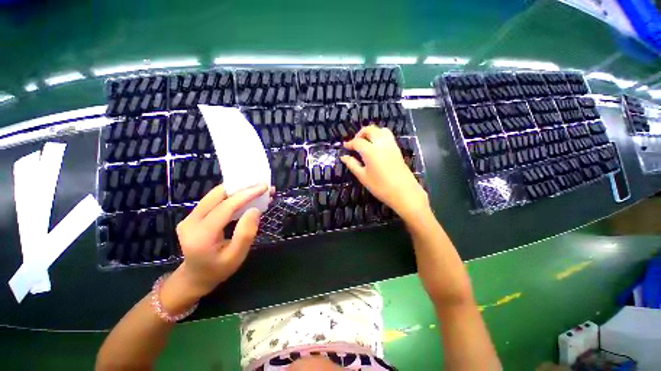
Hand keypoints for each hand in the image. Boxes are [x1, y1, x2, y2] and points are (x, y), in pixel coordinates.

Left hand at [163, 184, 269, 308]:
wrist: (195, 277)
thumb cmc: (219, 269)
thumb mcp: (237, 256)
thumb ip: (246, 233)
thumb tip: (255, 210)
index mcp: (201, 235)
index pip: (225, 207)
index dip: (246, 195)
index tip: (264, 187)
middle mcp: (190, 222)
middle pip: (217, 196)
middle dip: (241, 187)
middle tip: (261, 185)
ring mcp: (189, 217)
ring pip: (215, 195)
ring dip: (237, 190)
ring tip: (255, 189)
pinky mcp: (193, 215)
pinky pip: (214, 200)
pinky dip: (231, 196)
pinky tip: (244, 197)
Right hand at [341, 125, 427, 221]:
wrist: (404, 192)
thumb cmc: (380, 186)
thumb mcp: (363, 177)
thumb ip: (352, 164)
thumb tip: (343, 157)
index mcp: (370, 151)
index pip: (357, 141)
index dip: (350, 143)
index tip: (345, 147)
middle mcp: (381, 143)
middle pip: (370, 130)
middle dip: (360, 134)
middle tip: (355, 144)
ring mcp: (391, 145)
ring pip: (380, 130)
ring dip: (371, 133)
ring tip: (366, 143)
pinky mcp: (397, 149)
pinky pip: (388, 136)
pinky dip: (380, 136)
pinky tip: (376, 147)